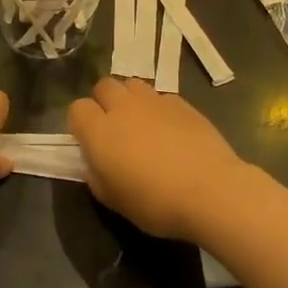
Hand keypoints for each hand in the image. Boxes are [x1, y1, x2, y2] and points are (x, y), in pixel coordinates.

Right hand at [67, 77, 254, 242]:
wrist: (210, 191)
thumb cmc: (155, 203)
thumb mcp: (114, 201)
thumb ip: (96, 177)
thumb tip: (93, 163)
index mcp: (99, 131)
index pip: (77, 109)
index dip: (81, 123)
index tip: (90, 142)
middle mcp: (123, 107)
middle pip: (104, 86)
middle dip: (104, 102)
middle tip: (115, 128)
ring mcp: (154, 101)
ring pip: (132, 84)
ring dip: (130, 99)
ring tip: (141, 123)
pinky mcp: (181, 102)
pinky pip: (160, 96)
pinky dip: (158, 108)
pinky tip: (170, 130)